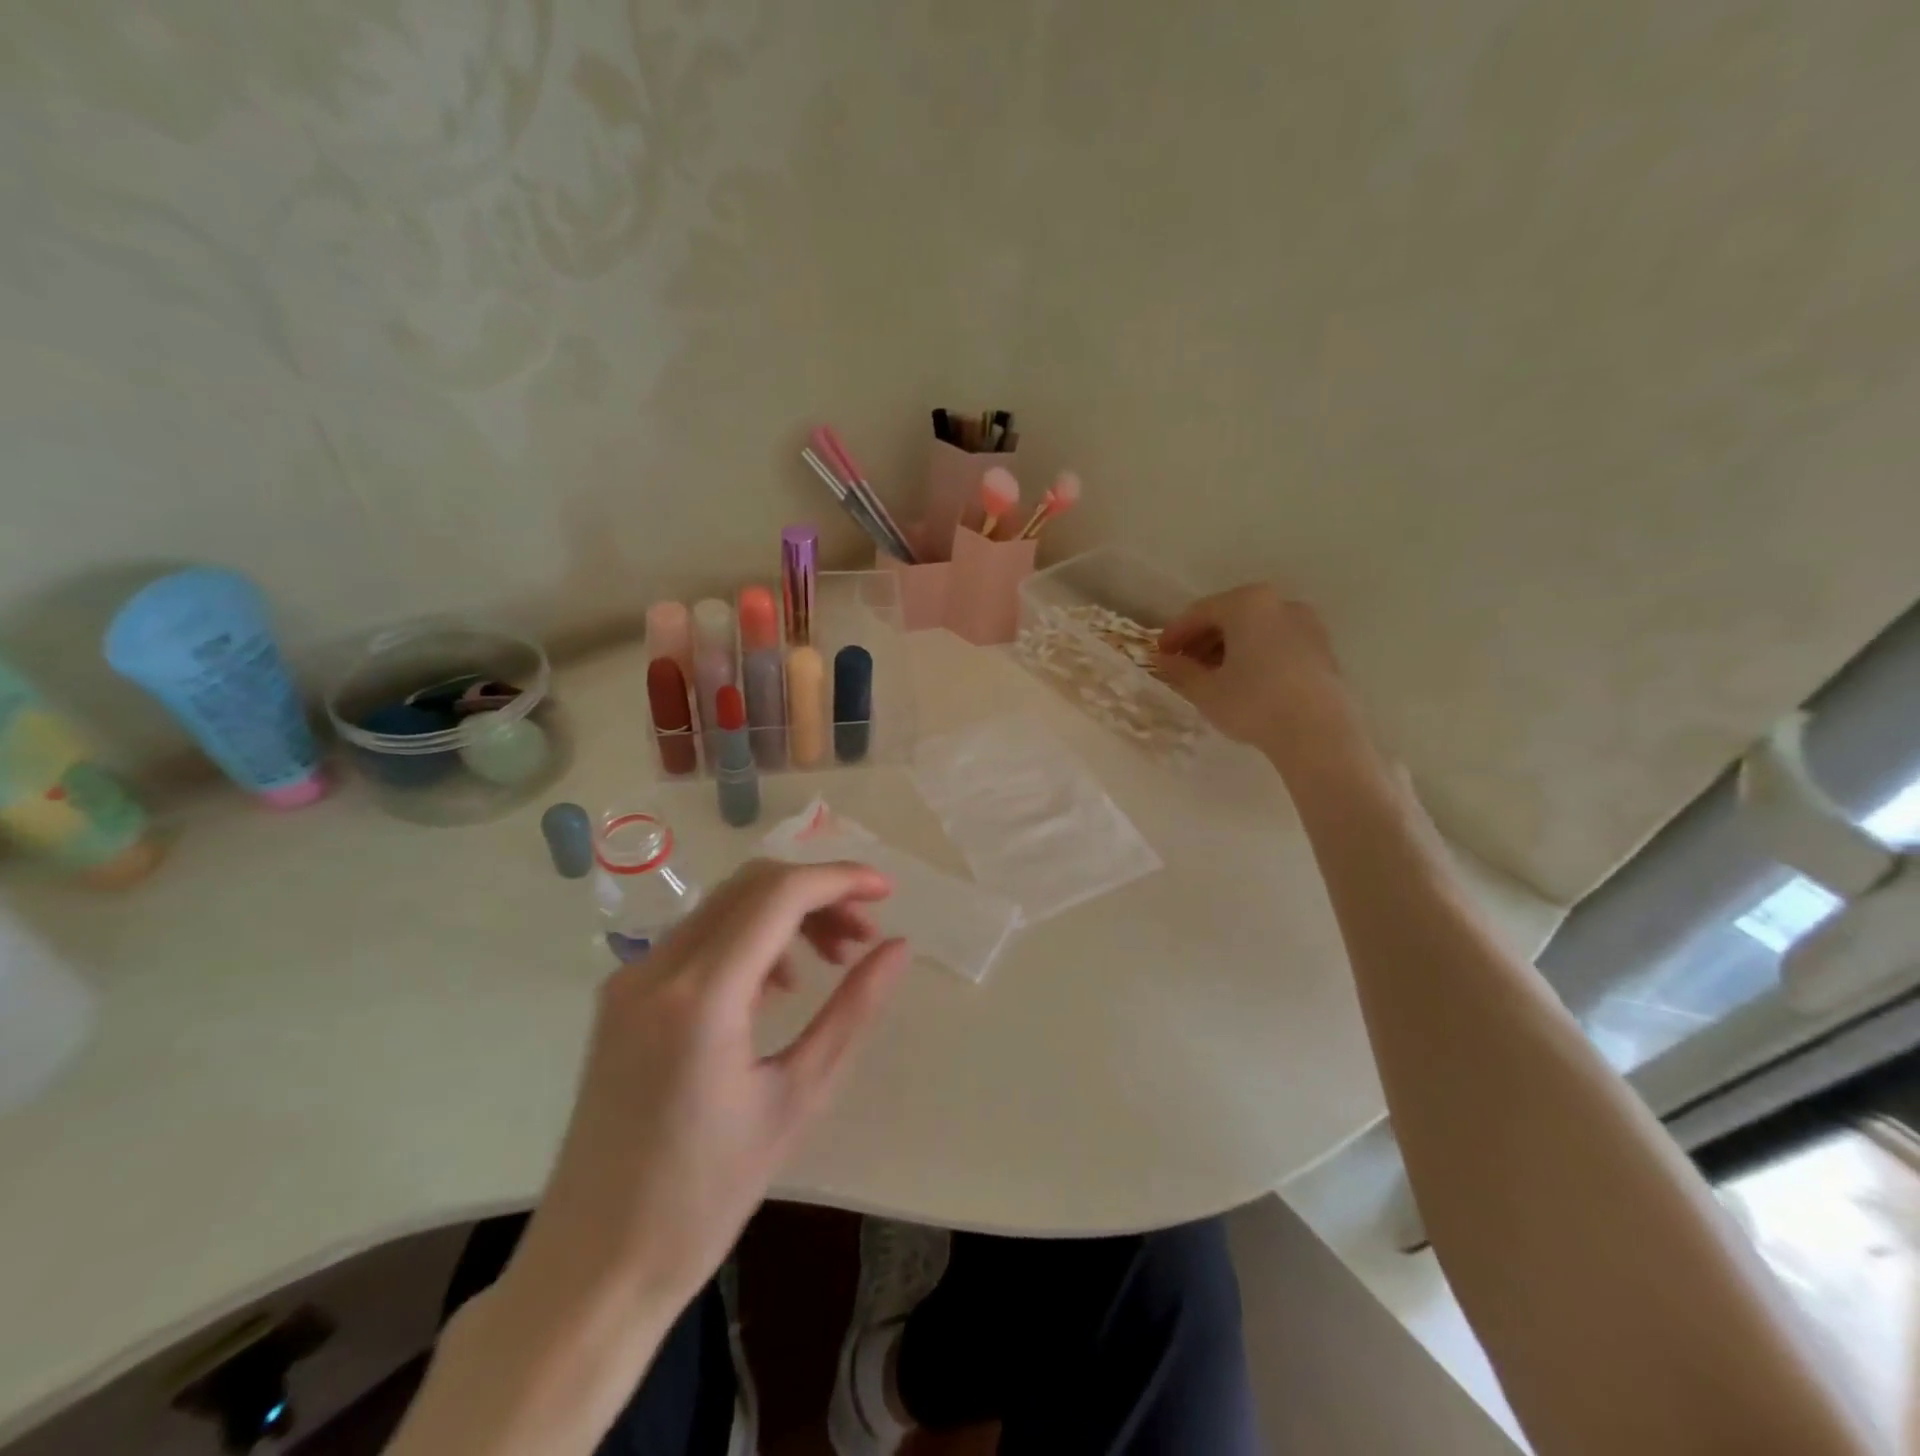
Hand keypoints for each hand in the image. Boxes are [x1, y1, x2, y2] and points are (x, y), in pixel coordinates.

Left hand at [510, 859, 907, 1321]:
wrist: (594, 1265)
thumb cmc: (706, 1195)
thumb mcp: (798, 1098)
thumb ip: (852, 1012)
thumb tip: (897, 949)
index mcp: (701, 996)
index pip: (779, 895)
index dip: (840, 879)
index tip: (887, 893)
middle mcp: (657, 969)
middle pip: (751, 886)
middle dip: (817, 894)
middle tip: (864, 936)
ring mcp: (631, 979)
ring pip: (725, 905)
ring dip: (786, 914)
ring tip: (832, 961)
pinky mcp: (622, 997)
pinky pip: (699, 938)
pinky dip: (750, 938)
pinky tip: (779, 986)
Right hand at [1156, 584, 1365, 772]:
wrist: (1318, 732)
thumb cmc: (1253, 703)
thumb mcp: (1205, 690)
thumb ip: (1179, 670)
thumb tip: (1163, 660)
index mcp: (1247, 603)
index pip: (1199, 613)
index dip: (1174, 634)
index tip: (1158, 655)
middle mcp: (1279, 602)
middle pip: (1229, 616)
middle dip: (1203, 640)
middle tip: (1183, 665)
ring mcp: (1306, 623)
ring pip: (1255, 629)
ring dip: (1229, 648)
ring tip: (1213, 676)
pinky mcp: (1322, 647)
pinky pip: (1277, 642)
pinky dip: (1256, 654)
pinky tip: (1245, 681)